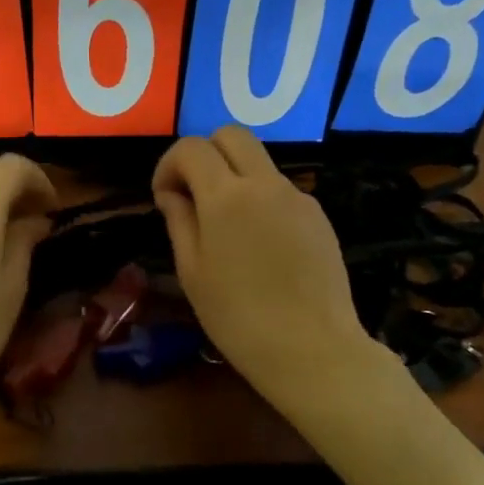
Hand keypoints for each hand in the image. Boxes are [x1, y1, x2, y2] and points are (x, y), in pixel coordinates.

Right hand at [153, 126, 371, 410]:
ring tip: (226, 230)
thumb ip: (180, 222)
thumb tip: (174, 194)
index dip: (169, 165)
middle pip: (232, 135)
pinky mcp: (319, 217)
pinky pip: (281, 192)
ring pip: (259, 163)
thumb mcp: (192, 272)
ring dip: (234, 178)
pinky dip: (261, 201)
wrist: (311, 348)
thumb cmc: (238, 318)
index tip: (164, 198)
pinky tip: (260, 248)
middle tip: (194, 196)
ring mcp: (298, 198)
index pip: (191, 148)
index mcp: (226, 197)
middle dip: (205, 154)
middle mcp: (265, 184)